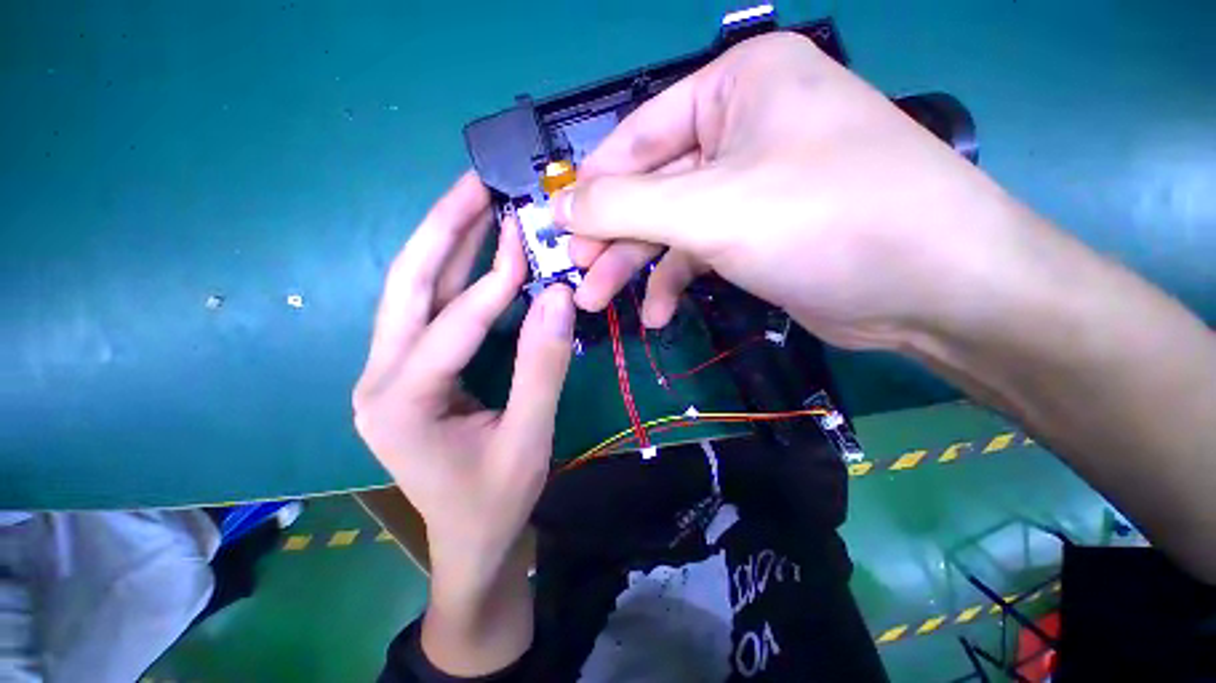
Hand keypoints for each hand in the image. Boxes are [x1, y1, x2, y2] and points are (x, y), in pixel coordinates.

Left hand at [352, 171, 573, 599]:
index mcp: (400, 402)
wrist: (470, 539)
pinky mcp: (408, 370)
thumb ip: (543, 366)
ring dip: (447, 242)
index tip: (529, 241)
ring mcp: (389, 371)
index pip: (453, 324)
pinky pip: (431, 310)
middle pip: (407, 285)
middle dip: (443, 228)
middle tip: (475, 182)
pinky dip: (457, 275)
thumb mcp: (528, 439)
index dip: (496, 283)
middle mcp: (379, 377)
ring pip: (414, 290)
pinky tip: (478, 250)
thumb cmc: (496, 500)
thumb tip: (559, 297)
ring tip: (476, 201)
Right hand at [555, 32, 1035, 350]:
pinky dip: (672, 283)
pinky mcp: (757, 235)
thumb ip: (625, 205)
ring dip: (636, 268)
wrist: (931, 287)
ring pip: (670, 226)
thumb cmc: (826, 221)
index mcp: (735, 88)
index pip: (637, 138)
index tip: (559, 231)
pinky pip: (697, 254)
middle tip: (580, 279)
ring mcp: (750, 187)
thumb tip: (563, 206)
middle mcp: (742, 131)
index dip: (592, 188)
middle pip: (651, 188)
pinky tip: (657, 315)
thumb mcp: (710, 208)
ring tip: (602, 303)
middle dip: (612, 238)